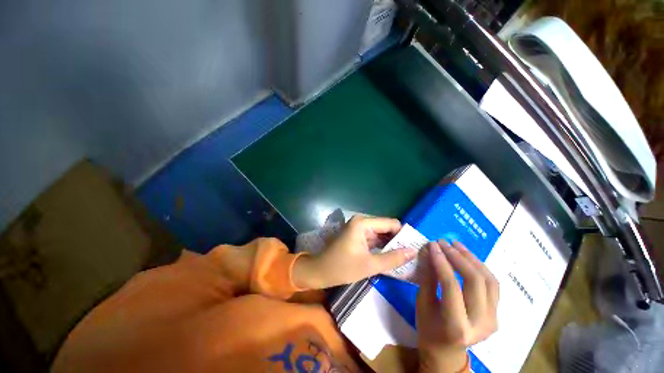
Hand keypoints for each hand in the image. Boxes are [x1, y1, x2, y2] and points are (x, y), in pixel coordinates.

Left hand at [293, 216, 417, 288]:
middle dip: (398, 241)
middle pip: (386, 228)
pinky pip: (374, 239)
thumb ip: (393, 258)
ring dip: (391, 245)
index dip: (404, 235)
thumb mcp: (369, 265)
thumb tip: (413, 251)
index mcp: (363, 223)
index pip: (391, 223)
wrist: (320, 271)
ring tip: (405, 258)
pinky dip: (383, 247)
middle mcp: (362, 221)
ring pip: (381, 234)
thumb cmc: (342, 267)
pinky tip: (392, 257)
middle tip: (412, 255)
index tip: (415, 248)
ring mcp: (359, 228)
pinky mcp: (358, 235)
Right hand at [416, 241, 498, 372]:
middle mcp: (481, 324)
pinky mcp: (497, 314)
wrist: (447, 353)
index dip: (441, 261)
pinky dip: (480, 267)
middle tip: (443, 242)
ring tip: (456, 244)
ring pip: (489, 280)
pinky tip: (467, 257)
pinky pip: (492, 285)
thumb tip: (428, 252)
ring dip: (472, 259)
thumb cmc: (428, 329)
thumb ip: (427, 277)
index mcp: (457, 326)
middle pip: (475, 281)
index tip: (432, 245)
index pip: (451, 285)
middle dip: (458, 257)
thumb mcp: (422, 303)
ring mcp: (493, 319)